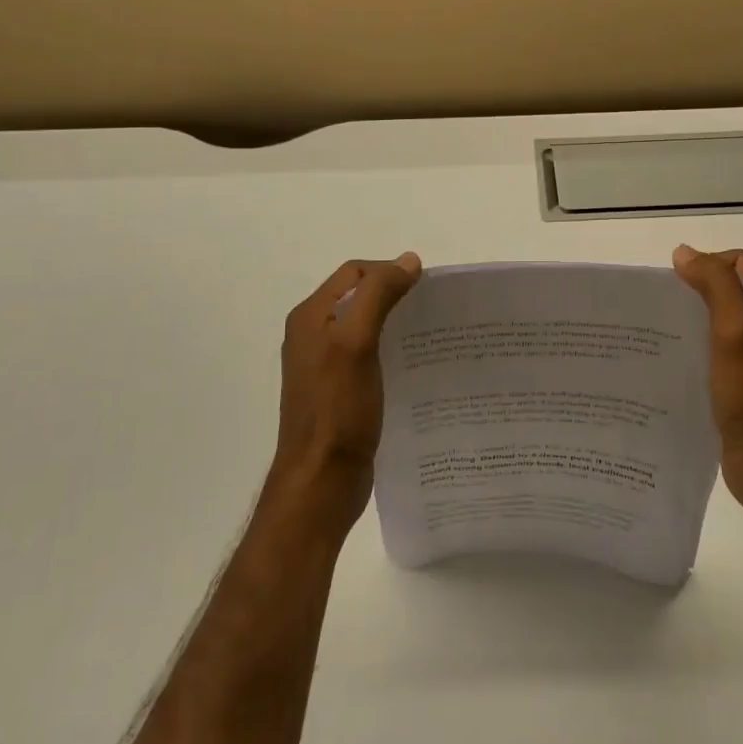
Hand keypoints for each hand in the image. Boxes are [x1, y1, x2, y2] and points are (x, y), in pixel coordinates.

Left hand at [270, 254, 422, 530]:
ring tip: (428, 336)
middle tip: (431, 311)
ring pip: (364, 326)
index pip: (355, 273)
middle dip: (394, 296)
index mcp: (311, 316)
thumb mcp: (357, 342)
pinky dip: (390, 350)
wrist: (321, 482)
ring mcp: (324, 365)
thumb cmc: (337, 409)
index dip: (389, 272)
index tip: (425, 290)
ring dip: (395, 323)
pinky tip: (413, 366)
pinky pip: (367, 355)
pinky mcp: (338, 391)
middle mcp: (313, 334)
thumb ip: (378, 295)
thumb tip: (408, 261)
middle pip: (359, 297)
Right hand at [672, 245, 742, 522]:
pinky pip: (724, 348)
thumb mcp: (734, 330)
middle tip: (665, 310)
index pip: (740, 262)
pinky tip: (680, 360)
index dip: (706, 266)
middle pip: (733, 288)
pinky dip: (702, 346)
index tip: (675, 289)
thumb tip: (684, 253)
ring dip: (697, 320)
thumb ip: (714, 284)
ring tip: (665, 333)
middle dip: (698, 292)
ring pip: (726, 319)